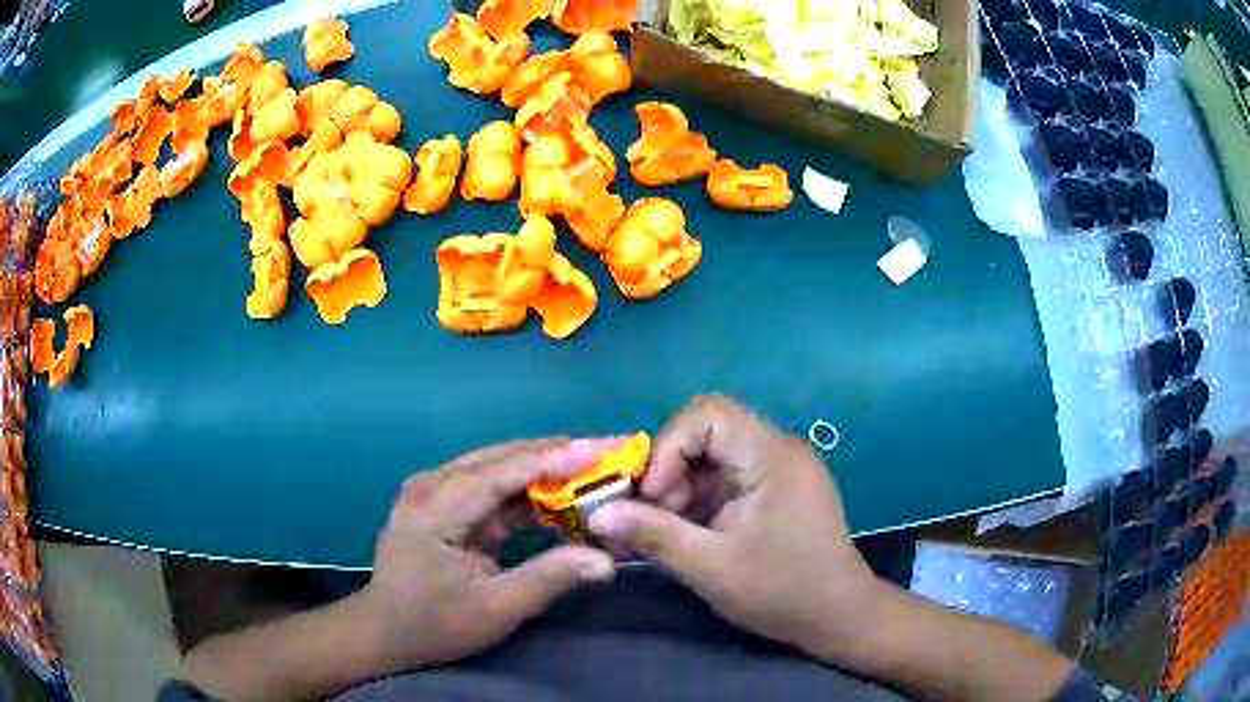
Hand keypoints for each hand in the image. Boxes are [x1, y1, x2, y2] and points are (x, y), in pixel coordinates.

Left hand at [357, 438, 619, 671]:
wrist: (384, 633)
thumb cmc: (434, 625)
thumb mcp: (494, 610)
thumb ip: (549, 579)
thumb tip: (605, 560)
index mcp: (435, 508)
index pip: (502, 471)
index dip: (555, 460)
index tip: (602, 451)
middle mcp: (432, 486)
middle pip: (501, 459)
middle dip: (557, 455)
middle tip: (607, 451)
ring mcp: (434, 492)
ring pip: (498, 468)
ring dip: (544, 470)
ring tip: (593, 467)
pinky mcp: (442, 504)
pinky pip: (490, 488)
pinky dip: (526, 492)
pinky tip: (559, 498)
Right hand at [587, 395, 879, 662]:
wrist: (839, 615)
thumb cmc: (782, 591)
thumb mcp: (710, 567)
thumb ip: (653, 535)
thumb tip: (599, 515)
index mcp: (771, 456)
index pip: (708, 414)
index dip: (669, 446)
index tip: (653, 496)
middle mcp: (778, 450)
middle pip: (708, 432)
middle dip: (671, 471)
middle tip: (655, 516)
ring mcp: (781, 470)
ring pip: (714, 457)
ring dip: (683, 488)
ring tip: (671, 531)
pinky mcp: (778, 490)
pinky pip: (729, 477)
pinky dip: (701, 500)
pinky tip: (692, 533)